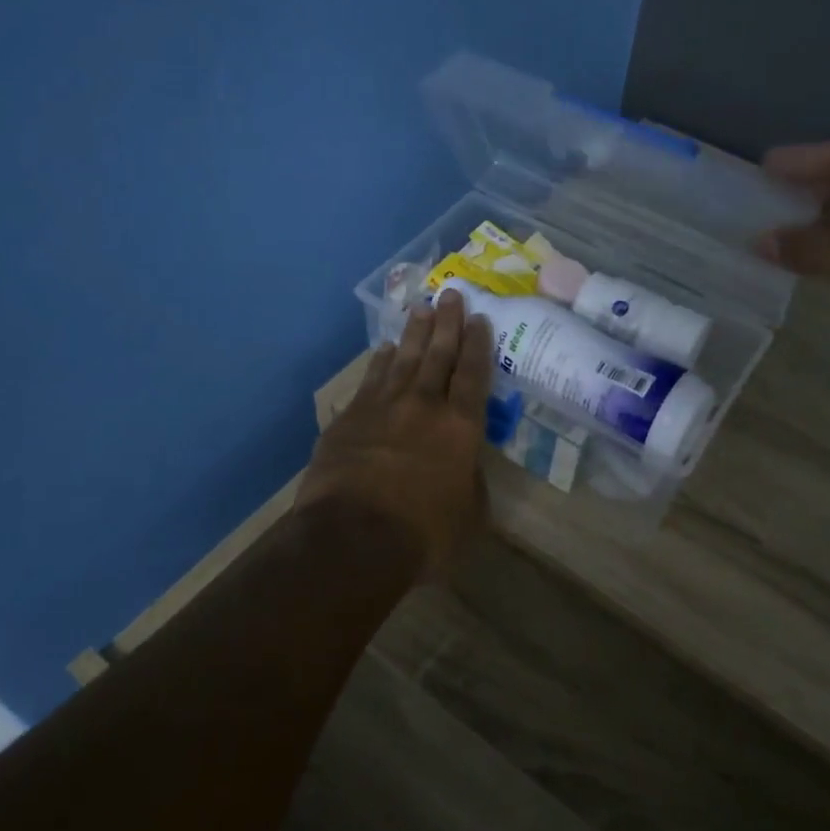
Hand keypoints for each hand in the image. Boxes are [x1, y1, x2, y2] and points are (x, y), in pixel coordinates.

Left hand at [297, 290, 493, 577]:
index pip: (473, 375)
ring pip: (402, 359)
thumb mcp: (468, 517)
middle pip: (438, 355)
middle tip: (451, 294)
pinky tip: (383, 349)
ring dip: (413, 333)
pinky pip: (370, 380)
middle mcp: (424, 406)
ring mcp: (383, 407)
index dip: (478, 345)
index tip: (479, 318)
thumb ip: (470, 484)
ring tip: (419, 308)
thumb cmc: (422, 533)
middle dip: (447, 323)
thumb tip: (465, 469)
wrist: (352, 536)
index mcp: (460, 427)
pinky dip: (379, 362)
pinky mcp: (350, 418)